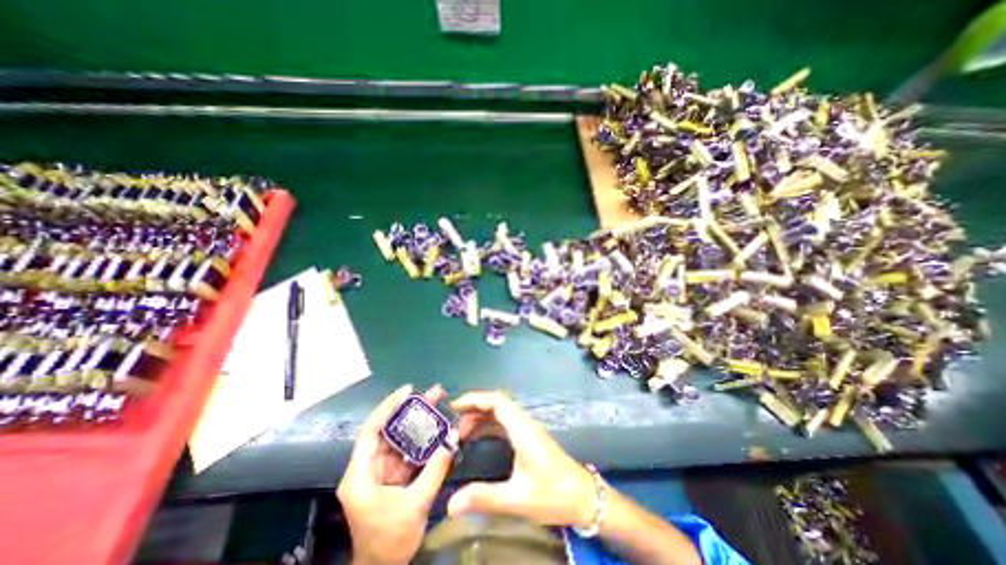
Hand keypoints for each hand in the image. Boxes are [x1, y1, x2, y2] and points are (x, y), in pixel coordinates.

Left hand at [340, 385, 454, 564]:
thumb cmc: (390, 542)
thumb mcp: (416, 504)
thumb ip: (435, 468)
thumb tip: (454, 437)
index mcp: (361, 474)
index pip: (371, 430)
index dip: (389, 407)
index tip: (408, 390)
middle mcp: (367, 468)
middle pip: (389, 430)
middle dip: (411, 410)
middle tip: (433, 395)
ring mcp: (380, 472)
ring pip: (399, 439)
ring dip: (418, 424)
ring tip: (438, 406)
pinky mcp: (392, 477)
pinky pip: (407, 453)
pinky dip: (422, 441)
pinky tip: (437, 431)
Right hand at [444, 389, 591, 528]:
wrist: (583, 498)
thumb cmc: (553, 495)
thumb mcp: (517, 499)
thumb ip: (484, 498)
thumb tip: (450, 504)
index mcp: (523, 429)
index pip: (497, 401)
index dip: (475, 399)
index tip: (455, 407)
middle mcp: (525, 423)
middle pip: (497, 403)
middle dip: (474, 408)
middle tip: (452, 423)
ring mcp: (528, 429)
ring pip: (501, 412)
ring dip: (481, 417)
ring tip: (460, 431)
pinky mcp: (529, 437)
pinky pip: (505, 422)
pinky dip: (489, 425)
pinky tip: (478, 437)